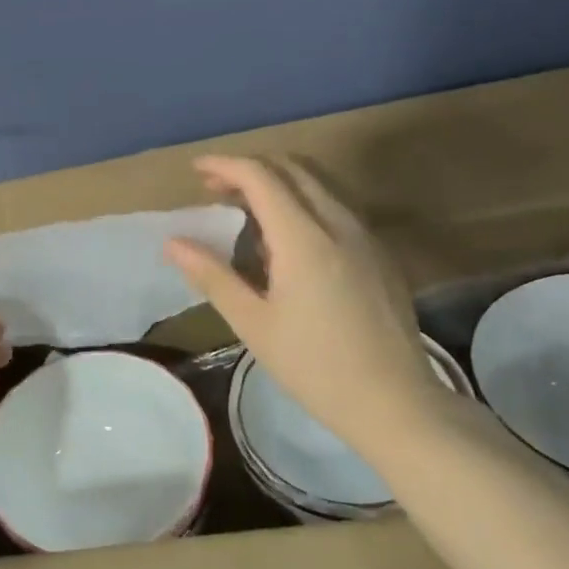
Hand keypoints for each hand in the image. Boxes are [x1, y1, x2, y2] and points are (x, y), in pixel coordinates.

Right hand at [165, 155, 437, 445]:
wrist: (395, 403)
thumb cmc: (314, 366)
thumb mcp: (253, 323)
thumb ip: (212, 275)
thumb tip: (173, 243)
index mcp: (304, 238)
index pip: (260, 176)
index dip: (225, 165)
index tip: (196, 170)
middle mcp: (338, 223)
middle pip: (292, 168)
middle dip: (251, 168)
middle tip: (217, 189)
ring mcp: (366, 235)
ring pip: (319, 183)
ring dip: (279, 182)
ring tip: (247, 211)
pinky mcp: (380, 253)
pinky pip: (336, 206)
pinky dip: (303, 202)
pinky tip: (289, 241)